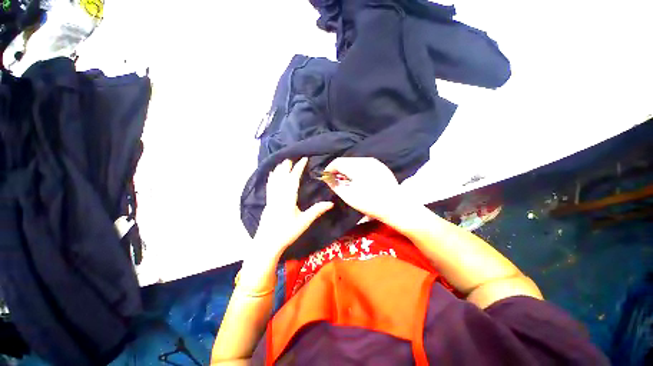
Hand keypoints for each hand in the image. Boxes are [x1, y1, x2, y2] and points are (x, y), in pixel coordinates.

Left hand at [254, 158, 333, 255]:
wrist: (267, 243)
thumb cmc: (287, 233)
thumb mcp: (304, 222)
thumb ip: (317, 211)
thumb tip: (331, 203)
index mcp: (288, 198)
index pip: (293, 178)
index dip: (299, 167)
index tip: (303, 159)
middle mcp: (278, 195)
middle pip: (282, 176)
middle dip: (287, 165)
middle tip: (292, 157)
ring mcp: (271, 198)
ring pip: (274, 179)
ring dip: (279, 169)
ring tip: (282, 161)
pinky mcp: (268, 202)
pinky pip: (269, 185)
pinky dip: (271, 177)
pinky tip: (271, 174)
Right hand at [324, 157, 411, 222]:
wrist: (395, 206)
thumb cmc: (369, 202)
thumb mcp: (348, 196)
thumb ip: (335, 185)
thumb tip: (327, 178)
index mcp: (356, 167)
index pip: (338, 162)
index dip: (330, 168)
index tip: (326, 177)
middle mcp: (365, 160)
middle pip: (346, 161)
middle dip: (339, 169)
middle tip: (336, 180)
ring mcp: (375, 162)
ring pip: (355, 162)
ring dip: (348, 169)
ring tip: (347, 181)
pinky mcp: (381, 166)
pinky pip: (364, 164)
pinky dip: (358, 169)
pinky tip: (359, 179)